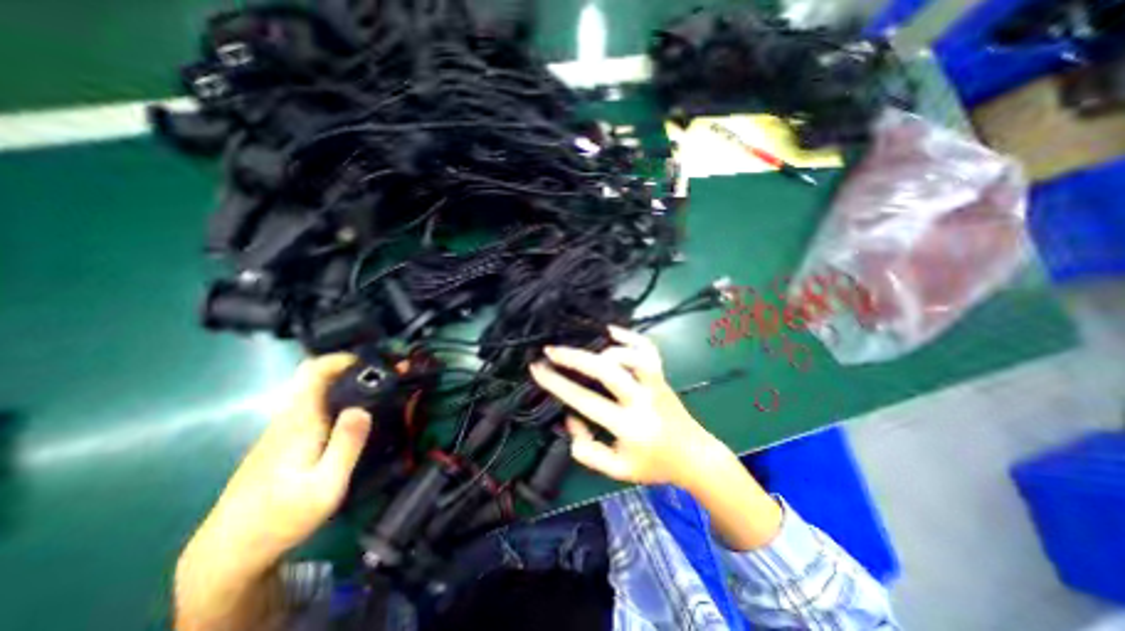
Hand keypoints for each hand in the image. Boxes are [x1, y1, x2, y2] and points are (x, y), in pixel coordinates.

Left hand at [181, 354, 371, 579]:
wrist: (229, 551)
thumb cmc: (282, 518)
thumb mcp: (325, 486)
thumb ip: (346, 444)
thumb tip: (364, 407)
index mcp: (299, 421)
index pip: (314, 371)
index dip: (343, 358)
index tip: (374, 362)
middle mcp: (289, 418)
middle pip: (316, 376)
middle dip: (352, 368)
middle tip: (384, 375)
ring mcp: (284, 429)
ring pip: (315, 390)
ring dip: (346, 383)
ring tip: (378, 392)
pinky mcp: (285, 440)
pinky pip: (314, 406)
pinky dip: (338, 399)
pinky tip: (354, 414)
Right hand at [531, 326, 721, 486]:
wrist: (694, 456)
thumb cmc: (653, 465)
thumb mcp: (616, 471)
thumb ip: (588, 450)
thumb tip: (572, 417)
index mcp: (629, 427)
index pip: (586, 401)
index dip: (558, 383)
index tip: (538, 369)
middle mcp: (642, 401)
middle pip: (608, 371)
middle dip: (575, 358)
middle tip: (551, 350)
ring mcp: (655, 384)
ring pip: (634, 357)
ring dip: (606, 348)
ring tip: (583, 346)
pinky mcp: (663, 375)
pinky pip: (649, 349)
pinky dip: (630, 336)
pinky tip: (611, 331)